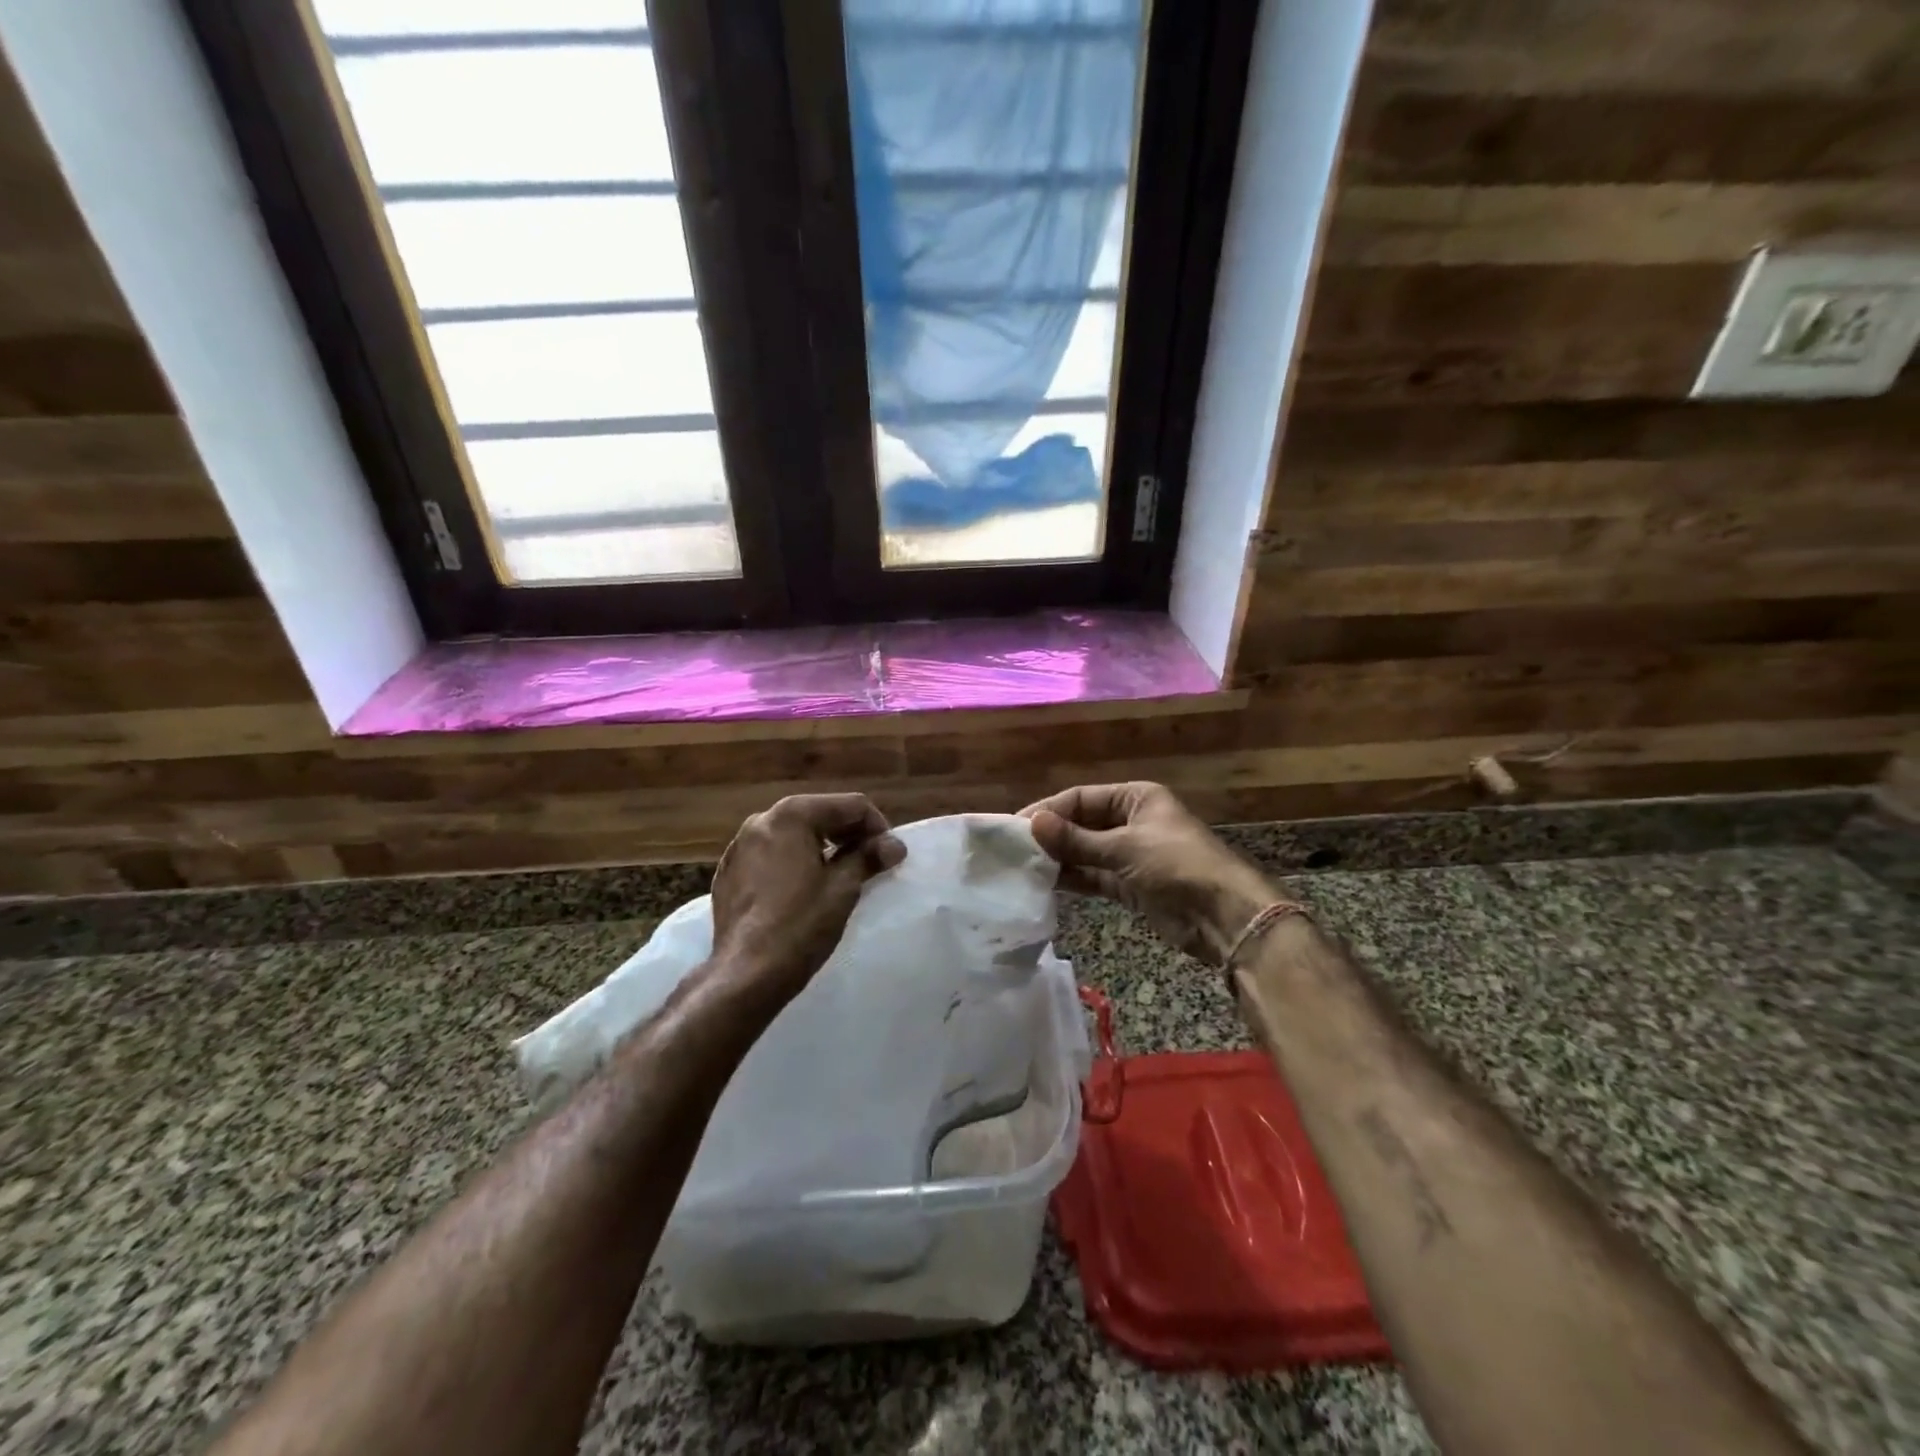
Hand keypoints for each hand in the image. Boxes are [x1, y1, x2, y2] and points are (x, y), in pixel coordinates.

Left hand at [709, 793, 905, 1005]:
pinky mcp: (729, 872)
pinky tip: (804, 891)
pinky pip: (772, 855)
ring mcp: (740, 846)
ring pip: (794, 834)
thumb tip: (895, 845)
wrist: (745, 975)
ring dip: (822, 848)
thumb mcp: (843, 888)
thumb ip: (869, 857)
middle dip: (849, 835)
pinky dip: (794, 863)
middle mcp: (761, 820)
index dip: (878, 828)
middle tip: (870, 864)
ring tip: (840, 877)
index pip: (850, 805)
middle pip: (820, 814)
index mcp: (791, 815)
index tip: (889, 856)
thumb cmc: (800, 925)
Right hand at [1021, 782, 1276, 965]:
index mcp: (1135, 798)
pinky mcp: (1130, 885)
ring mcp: (1130, 854)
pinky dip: (1073, 878)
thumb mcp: (1124, 848)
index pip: (1081, 798)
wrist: (1224, 916)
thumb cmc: (1176, 865)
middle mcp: (1131, 821)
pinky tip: (1045, 883)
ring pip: (1085, 852)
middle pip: (1081, 824)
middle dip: (1051, 836)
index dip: (1049, 810)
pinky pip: (1094, 876)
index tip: (1016, 826)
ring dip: (1059, 859)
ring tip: (1022, 867)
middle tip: (1013, 850)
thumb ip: (1076, 840)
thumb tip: (1032, 823)